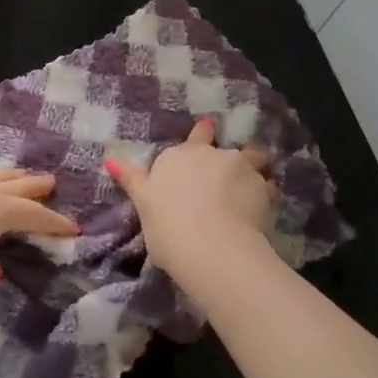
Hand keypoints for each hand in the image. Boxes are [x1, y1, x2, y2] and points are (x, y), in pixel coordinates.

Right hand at [107, 118, 271, 296]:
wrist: (210, 247)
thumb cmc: (167, 227)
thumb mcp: (143, 203)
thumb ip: (132, 180)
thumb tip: (109, 159)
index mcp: (179, 156)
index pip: (195, 137)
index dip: (202, 134)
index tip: (209, 130)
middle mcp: (211, 154)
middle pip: (225, 146)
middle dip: (231, 152)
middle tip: (235, 165)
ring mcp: (240, 167)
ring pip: (254, 158)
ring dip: (255, 166)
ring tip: (257, 184)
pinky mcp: (263, 188)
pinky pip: (268, 187)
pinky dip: (266, 194)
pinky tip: (263, 208)